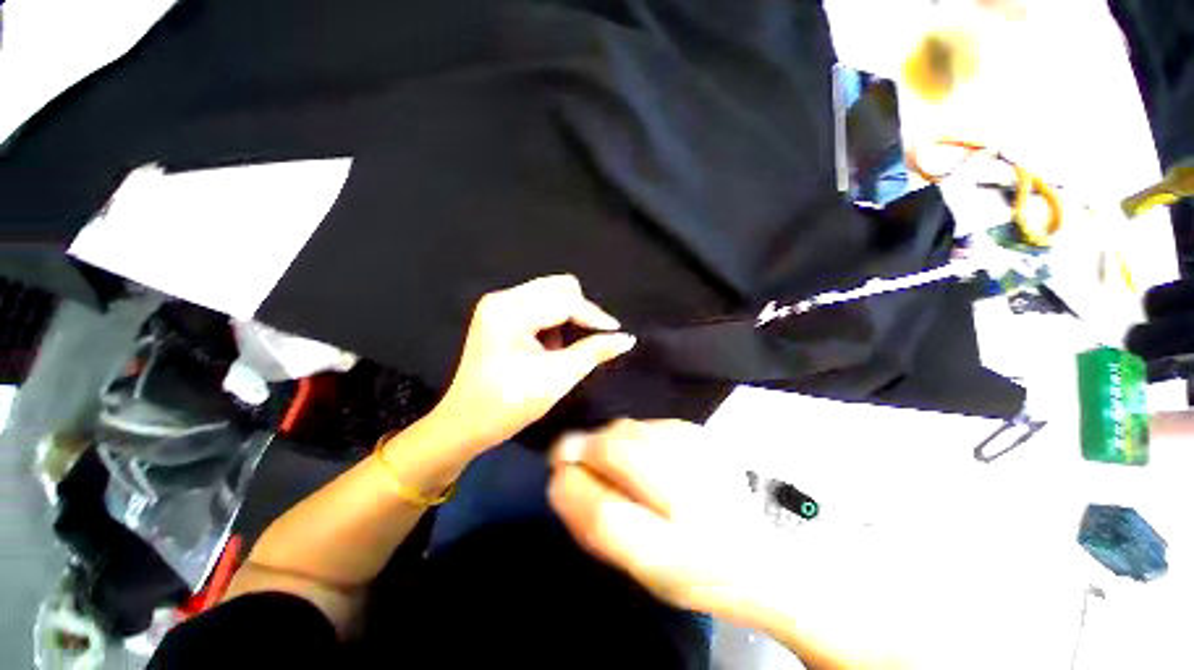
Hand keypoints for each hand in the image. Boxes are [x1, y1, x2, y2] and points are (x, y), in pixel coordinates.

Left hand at [432, 275, 635, 451]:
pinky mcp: (498, 313)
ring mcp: (497, 304)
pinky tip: (549, 346)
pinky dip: (553, 321)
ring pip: (550, 293)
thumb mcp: (557, 378)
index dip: (595, 316)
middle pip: (558, 287)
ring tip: (563, 349)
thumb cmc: (508, 406)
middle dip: (581, 311)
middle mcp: (501, 299)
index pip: (565, 301)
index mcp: (510, 312)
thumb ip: (594, 352)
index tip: (617, 332)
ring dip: (566, 316)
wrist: (464, 424)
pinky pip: (538, 304)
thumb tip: (627, 338)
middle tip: (591, 339)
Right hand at [549, 420, 939, 669]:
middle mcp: (689, 495)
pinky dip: (632, 433)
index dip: (570, 484)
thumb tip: (562, 480)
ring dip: (607, 439)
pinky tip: (638, 450)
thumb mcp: (644, 567)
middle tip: (573, 456)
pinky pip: (649, 423)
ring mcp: (698, 455)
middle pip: (616, 449)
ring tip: (606, 456)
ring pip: (630, 429)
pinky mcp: (702, 436)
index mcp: (672, 550)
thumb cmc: (698, 571)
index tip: (556, 473)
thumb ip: (598, 525)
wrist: (763, 555)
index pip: (602, 510)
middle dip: (584, 447)